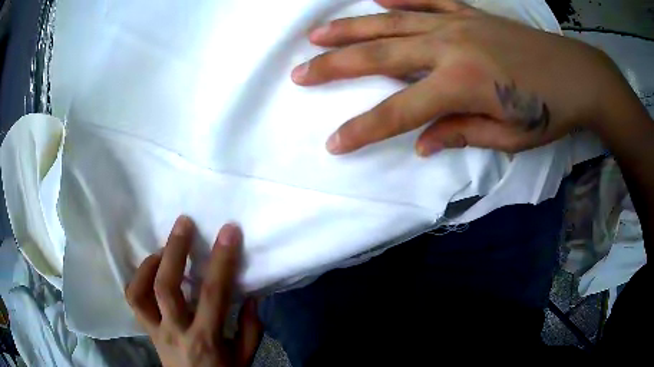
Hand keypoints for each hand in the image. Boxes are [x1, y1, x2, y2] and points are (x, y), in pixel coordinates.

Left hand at [125, 217, 262, 366]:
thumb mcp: (245, 357)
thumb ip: (250, 328)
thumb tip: (249, 295)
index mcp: (206, 339)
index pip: (214, 294)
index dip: (221, 260)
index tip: (229, 231)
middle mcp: (176, 331)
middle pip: (167, 286)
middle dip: (175, 249)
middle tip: (184, 223)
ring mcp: (156, 330)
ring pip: (140, 291)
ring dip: (150, 263)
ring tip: (163, 248)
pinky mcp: (147, 330)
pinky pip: (134, 299)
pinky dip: (139, 278)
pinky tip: (151, 268)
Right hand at [292, 0, 622, 154]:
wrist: (580, 76)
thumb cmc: (550, 112)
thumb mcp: (509, 138)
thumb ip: (461, 134)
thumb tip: (422, 143)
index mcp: (461, 85)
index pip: (398, 113)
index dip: (362, 130)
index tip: (333, 144)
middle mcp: (450, 47)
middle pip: (379, 56)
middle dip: (334, 66)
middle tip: (299, 71)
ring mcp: (458, 24)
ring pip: (393, 23)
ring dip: (351, 28)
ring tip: (317, 32)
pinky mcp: (471, 13)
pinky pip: (428, 0)